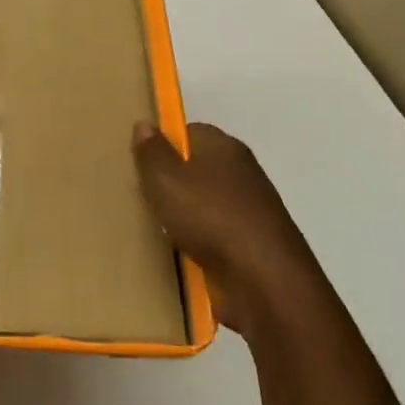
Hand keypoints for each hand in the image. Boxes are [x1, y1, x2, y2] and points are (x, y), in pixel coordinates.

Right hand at [133, 121, 325, 336]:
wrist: (264, 280)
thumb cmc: (210, 217)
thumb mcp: (165, 179)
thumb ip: (151, 152)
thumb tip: (144, 124)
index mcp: (224, 147)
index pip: (189, 131)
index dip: (163, 144)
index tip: (140, 163)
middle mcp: (241, 172)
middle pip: (197, 167)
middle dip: (171, 181)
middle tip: (140, 194)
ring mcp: (250, 209)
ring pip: (205, 202)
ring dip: (183, 215)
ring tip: (153, 225)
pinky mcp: (252, 243)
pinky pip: (214, 233)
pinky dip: (198, 241)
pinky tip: (178, 251)